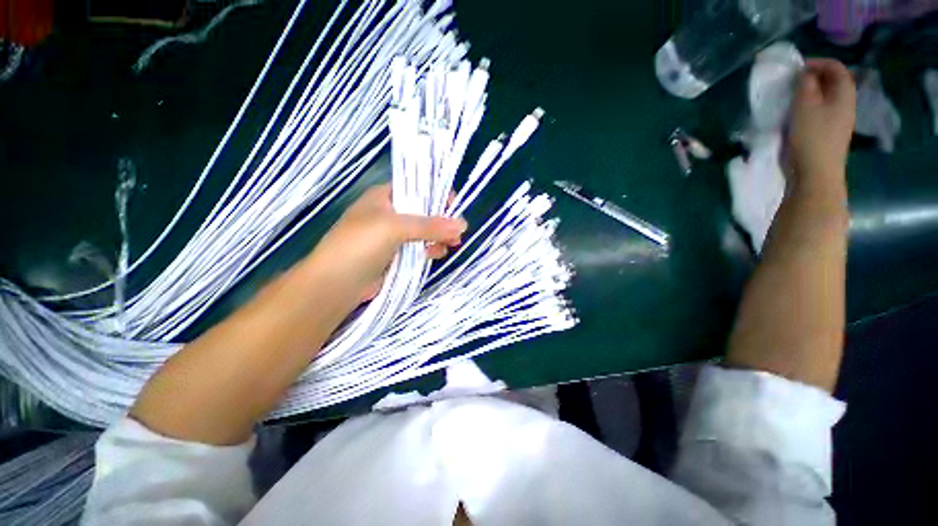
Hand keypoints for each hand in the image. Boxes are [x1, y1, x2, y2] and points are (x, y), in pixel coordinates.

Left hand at [305, 184, 466, 301]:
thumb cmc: (360, 245)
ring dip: (439, 236)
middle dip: (442, 220)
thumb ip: (429, 225)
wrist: (336, 285)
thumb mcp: (394, 227)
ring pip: (424, 232)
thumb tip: (463, 224)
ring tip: (452, 244)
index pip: (416, 188)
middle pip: (424, 211)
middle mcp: (390, 214)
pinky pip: (420, 247)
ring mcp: (394, 236)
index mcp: (384, 197)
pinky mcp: (397, 255)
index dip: (437, 194)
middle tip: (459, 231)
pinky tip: (437, 254)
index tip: (455, 205)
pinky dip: (431, 249)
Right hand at [786, 59, 856, 193]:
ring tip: (791, 99)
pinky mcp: (828, 134)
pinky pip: (821, 112)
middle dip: (812, 78)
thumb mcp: (805, 105)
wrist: (816, 174)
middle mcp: (846, 104)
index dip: (817, 62)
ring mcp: (838, 121)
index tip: (796, 68)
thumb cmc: (811, 137)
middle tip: (792, 83)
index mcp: (845, 94)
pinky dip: (808, 108)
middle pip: (832, 82)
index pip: (835, 67)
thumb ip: (805, 84)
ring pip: (826, 98)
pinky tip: (796, 116)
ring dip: (809, 94)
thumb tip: (804, 73)